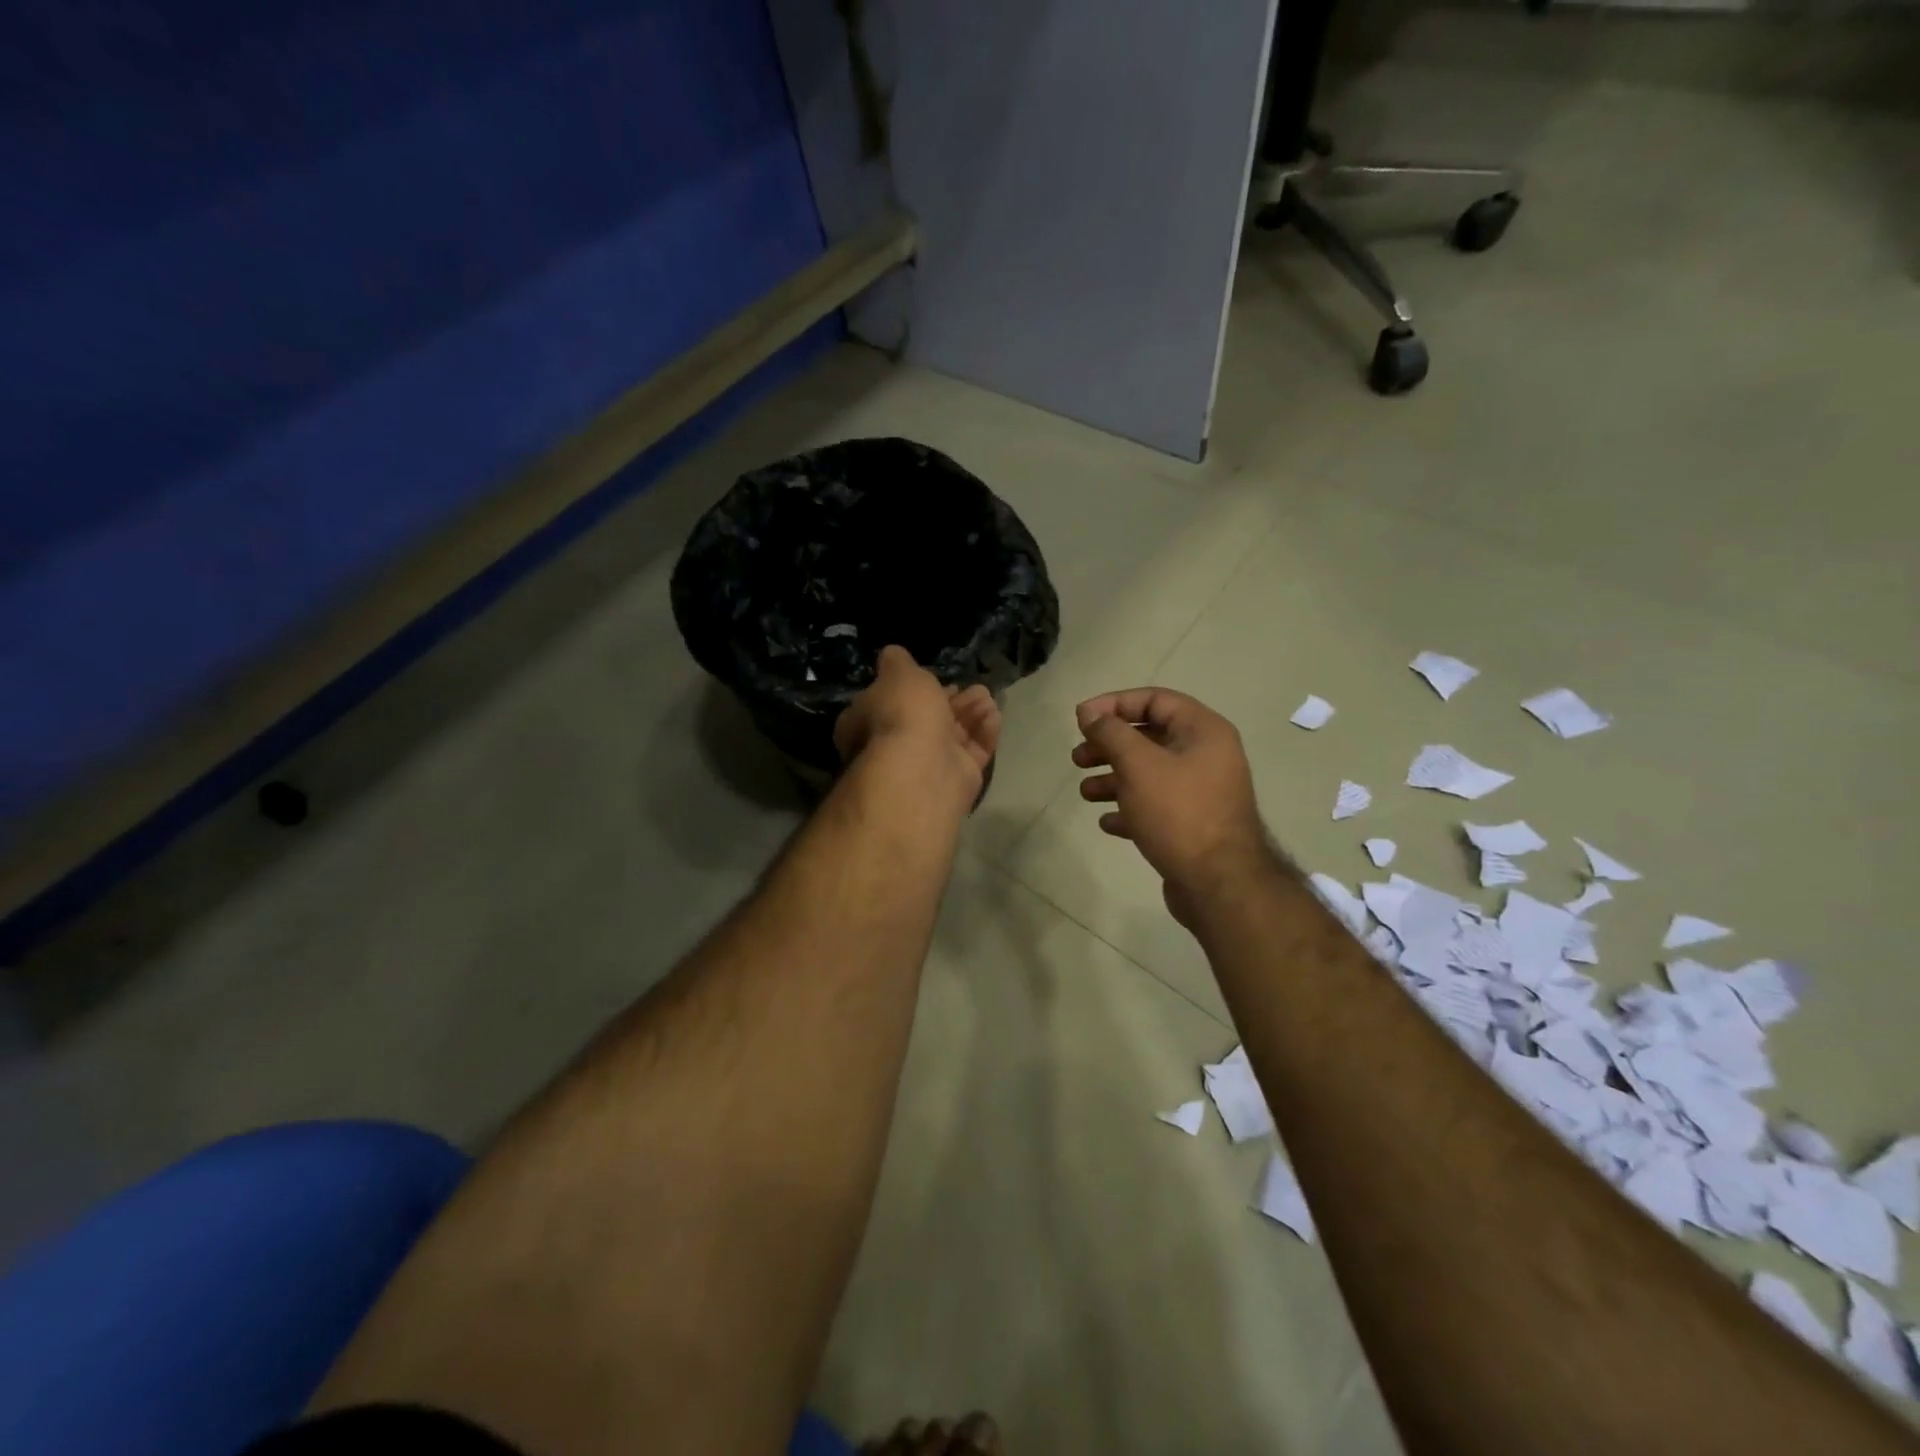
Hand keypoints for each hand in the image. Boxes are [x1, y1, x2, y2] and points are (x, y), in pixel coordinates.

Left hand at [836, 646, 1001, 806]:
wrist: (924, 767)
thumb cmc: (903, 713)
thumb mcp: (897, 673)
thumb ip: (897, 662)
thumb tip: (892, 655)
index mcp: (868, 723)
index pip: (887, 703)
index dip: (910, 690)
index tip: (931, 677)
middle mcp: (894, 746)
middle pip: (926, 719)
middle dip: (950, 699)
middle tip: (970, 686)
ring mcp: (928, 765)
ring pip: (954, 734)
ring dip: (972, 712)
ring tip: (986, 695)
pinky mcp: (958, 779)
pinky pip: (974, 752)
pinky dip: (984, 732)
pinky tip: (994, 714)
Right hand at [1072, 688, 1272, 921]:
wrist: (1219, 884)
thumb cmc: (1178, 813)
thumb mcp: (1138, 765)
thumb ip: (1111, 733)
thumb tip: (1089, 713)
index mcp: (1203, 731)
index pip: (1155, 699)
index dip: (1114, 704)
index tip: (1080, 719)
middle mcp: (1206, 756)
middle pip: (1149, 737)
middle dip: (1109, 745)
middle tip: (1078, 757)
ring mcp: (1201, 792)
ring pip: (1149, 773)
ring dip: (1113, 778)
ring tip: (1085, 792)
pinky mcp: (1192, 825)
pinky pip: (1155, 806)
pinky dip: (1129, 809)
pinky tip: (1107, 822)